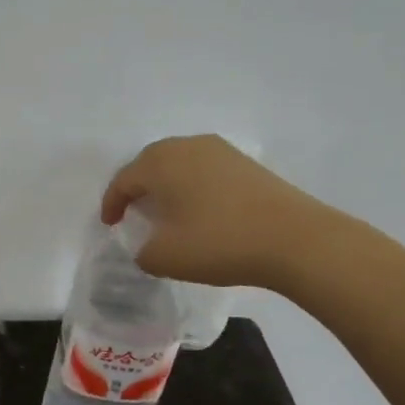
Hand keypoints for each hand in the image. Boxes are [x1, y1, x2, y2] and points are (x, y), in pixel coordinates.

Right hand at [101, 135, 337, 291]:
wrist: (294, 239)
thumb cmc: (219, 243)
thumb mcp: (165, 258)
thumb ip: (143, 252)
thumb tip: (147, 246)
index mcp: (160, 163)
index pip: (124, 180)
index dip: (111, 204)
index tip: (109, 225)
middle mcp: (186, 147)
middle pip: (149, 163)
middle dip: (137, 187)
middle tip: (132, 212)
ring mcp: (219, 151)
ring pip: (179, 163)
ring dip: (166, 185)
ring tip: (165, 211)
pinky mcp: (245, 163)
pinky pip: (204, 170)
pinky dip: (192, 186)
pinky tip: (198, 209)